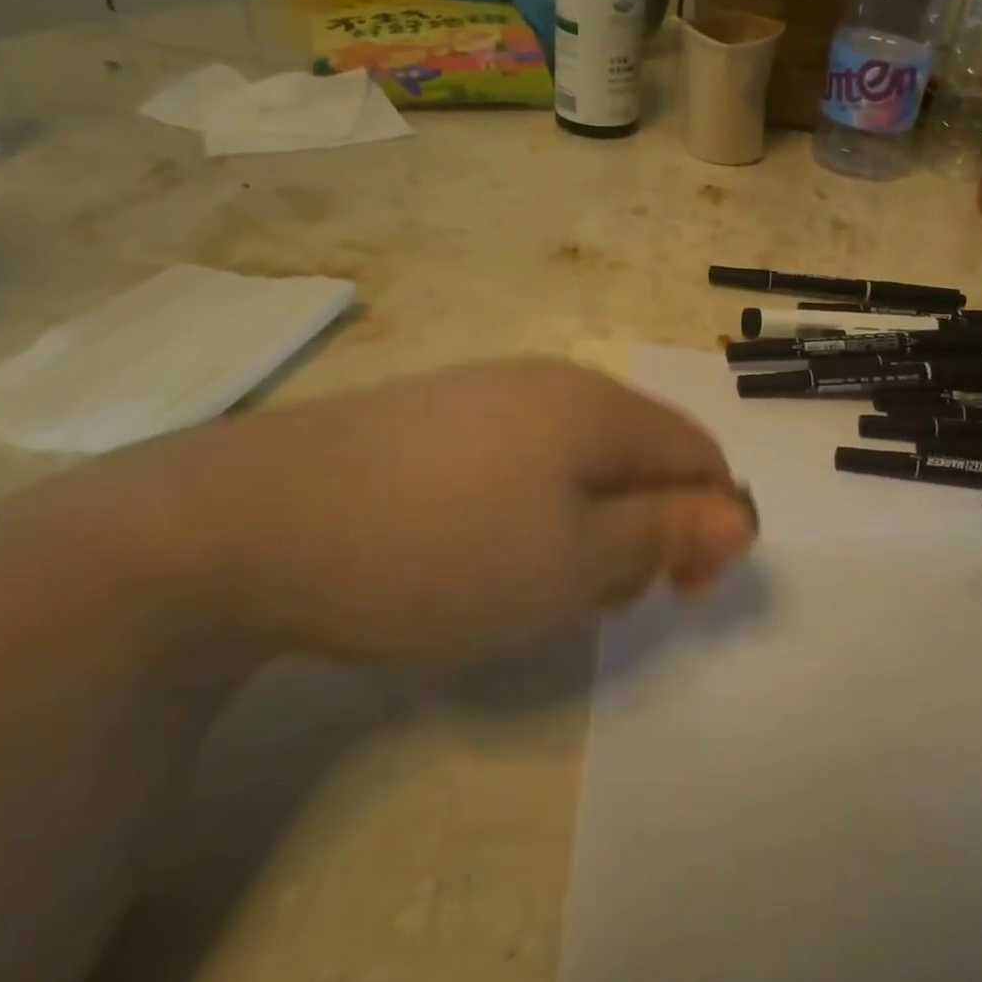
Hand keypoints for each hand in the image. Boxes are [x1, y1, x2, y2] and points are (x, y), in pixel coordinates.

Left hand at [121, 360, 757, 665]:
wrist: (243, 524)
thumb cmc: (437, 552)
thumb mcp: (573, 563)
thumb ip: (665, 534)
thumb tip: (739, 515)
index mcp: (599, 407)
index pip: (698, 453)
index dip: (712, 524)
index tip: (679, 593)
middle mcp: (552, 383)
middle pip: (643, 453)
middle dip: (648, 526)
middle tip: (601, 597)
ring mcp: (488, 393)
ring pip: (583, 459)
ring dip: (592, 521)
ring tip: (541, 581)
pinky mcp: (436, 416)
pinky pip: (524, 457)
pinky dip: (536, 508)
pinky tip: (485, 548)